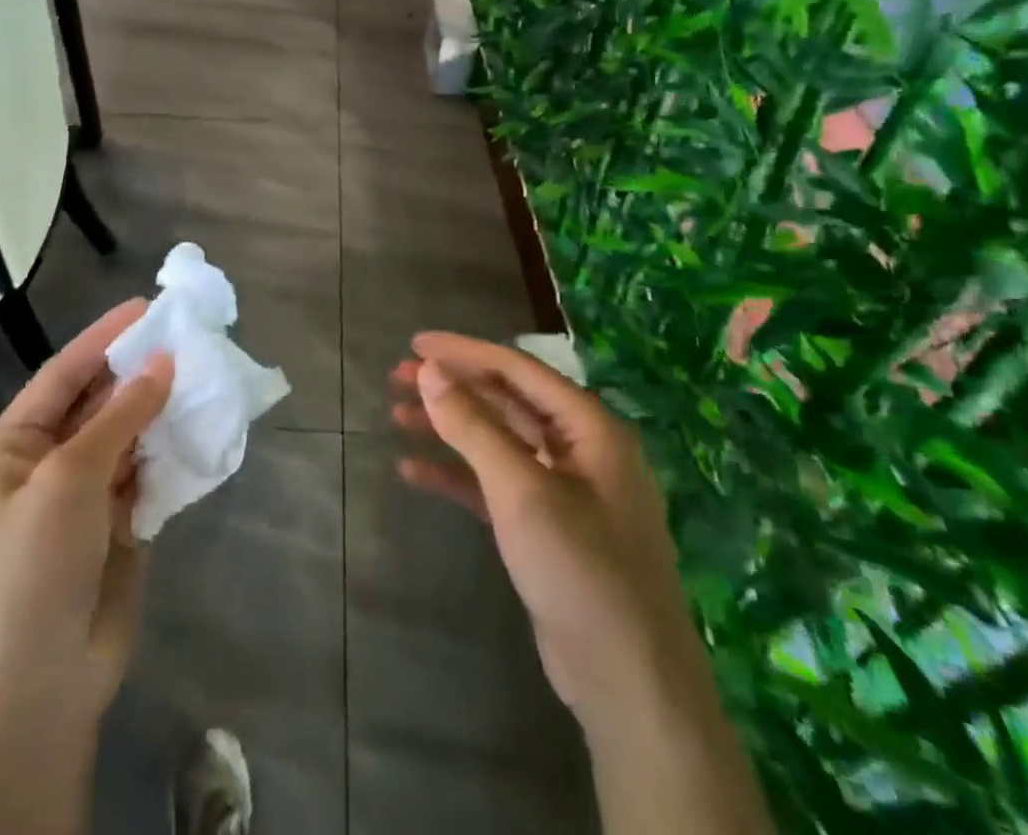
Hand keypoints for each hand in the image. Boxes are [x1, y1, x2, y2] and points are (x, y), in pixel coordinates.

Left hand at [0, 299, 173, 732]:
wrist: (40, 684)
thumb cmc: (35, 564)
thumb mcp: (70, 477)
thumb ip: (120, 416)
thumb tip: (163, 361)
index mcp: (15, 444)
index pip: (64, 373)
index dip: (105, 338)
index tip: (147, 306)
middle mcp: (47, 461)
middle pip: (98, 401)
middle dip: (138, 372)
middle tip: (186, 338)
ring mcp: (83, 494)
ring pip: (127, 435)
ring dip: (158, 410)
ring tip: (201, 374)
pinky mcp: (117, 523)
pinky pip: (146, 471)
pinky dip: (169, 451)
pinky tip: (199, 427)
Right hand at [390, 332, 708, 730]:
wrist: (629, 684)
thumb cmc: (580, 569)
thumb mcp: (521, 490)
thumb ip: (474, 425)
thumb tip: (430, 369)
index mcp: (589, 427)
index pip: (517, 369)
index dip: (464, 351)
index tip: (414, 344)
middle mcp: (580, 449)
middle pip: (505, 401)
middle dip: (452, 387)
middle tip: (397, 376)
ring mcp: (564, 490)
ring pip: (497, 441)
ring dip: (449, 427)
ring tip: (397, 414)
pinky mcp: (545, 528)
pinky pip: (494, 484)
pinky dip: (457, 474)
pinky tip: (414, 470)